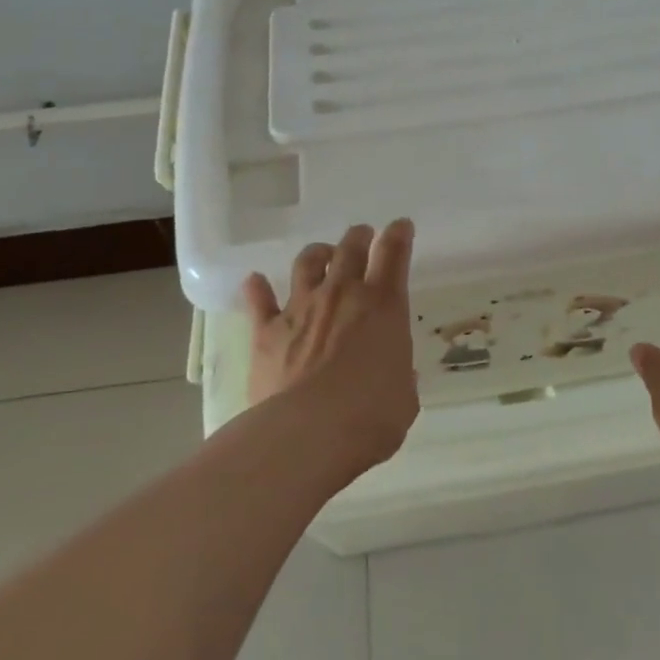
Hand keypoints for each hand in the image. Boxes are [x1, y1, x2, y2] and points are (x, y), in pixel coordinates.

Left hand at [240, 219, 419, 473]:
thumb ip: (398, 375)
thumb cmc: (371, 417)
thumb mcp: (404, 397)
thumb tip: (393, 372)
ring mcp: (302, 308)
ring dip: (316, 254)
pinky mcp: (267, 330)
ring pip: (307, 264)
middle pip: (350, 248)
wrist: (308, 434)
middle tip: (362, 234)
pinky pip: (259, 301)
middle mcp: (342, 294)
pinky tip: (255, 282)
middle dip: (358, 237)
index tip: (400, 226)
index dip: (399, 235)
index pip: (394, 254)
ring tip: (321, 254)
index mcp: (384, 306)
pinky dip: (258, 289)